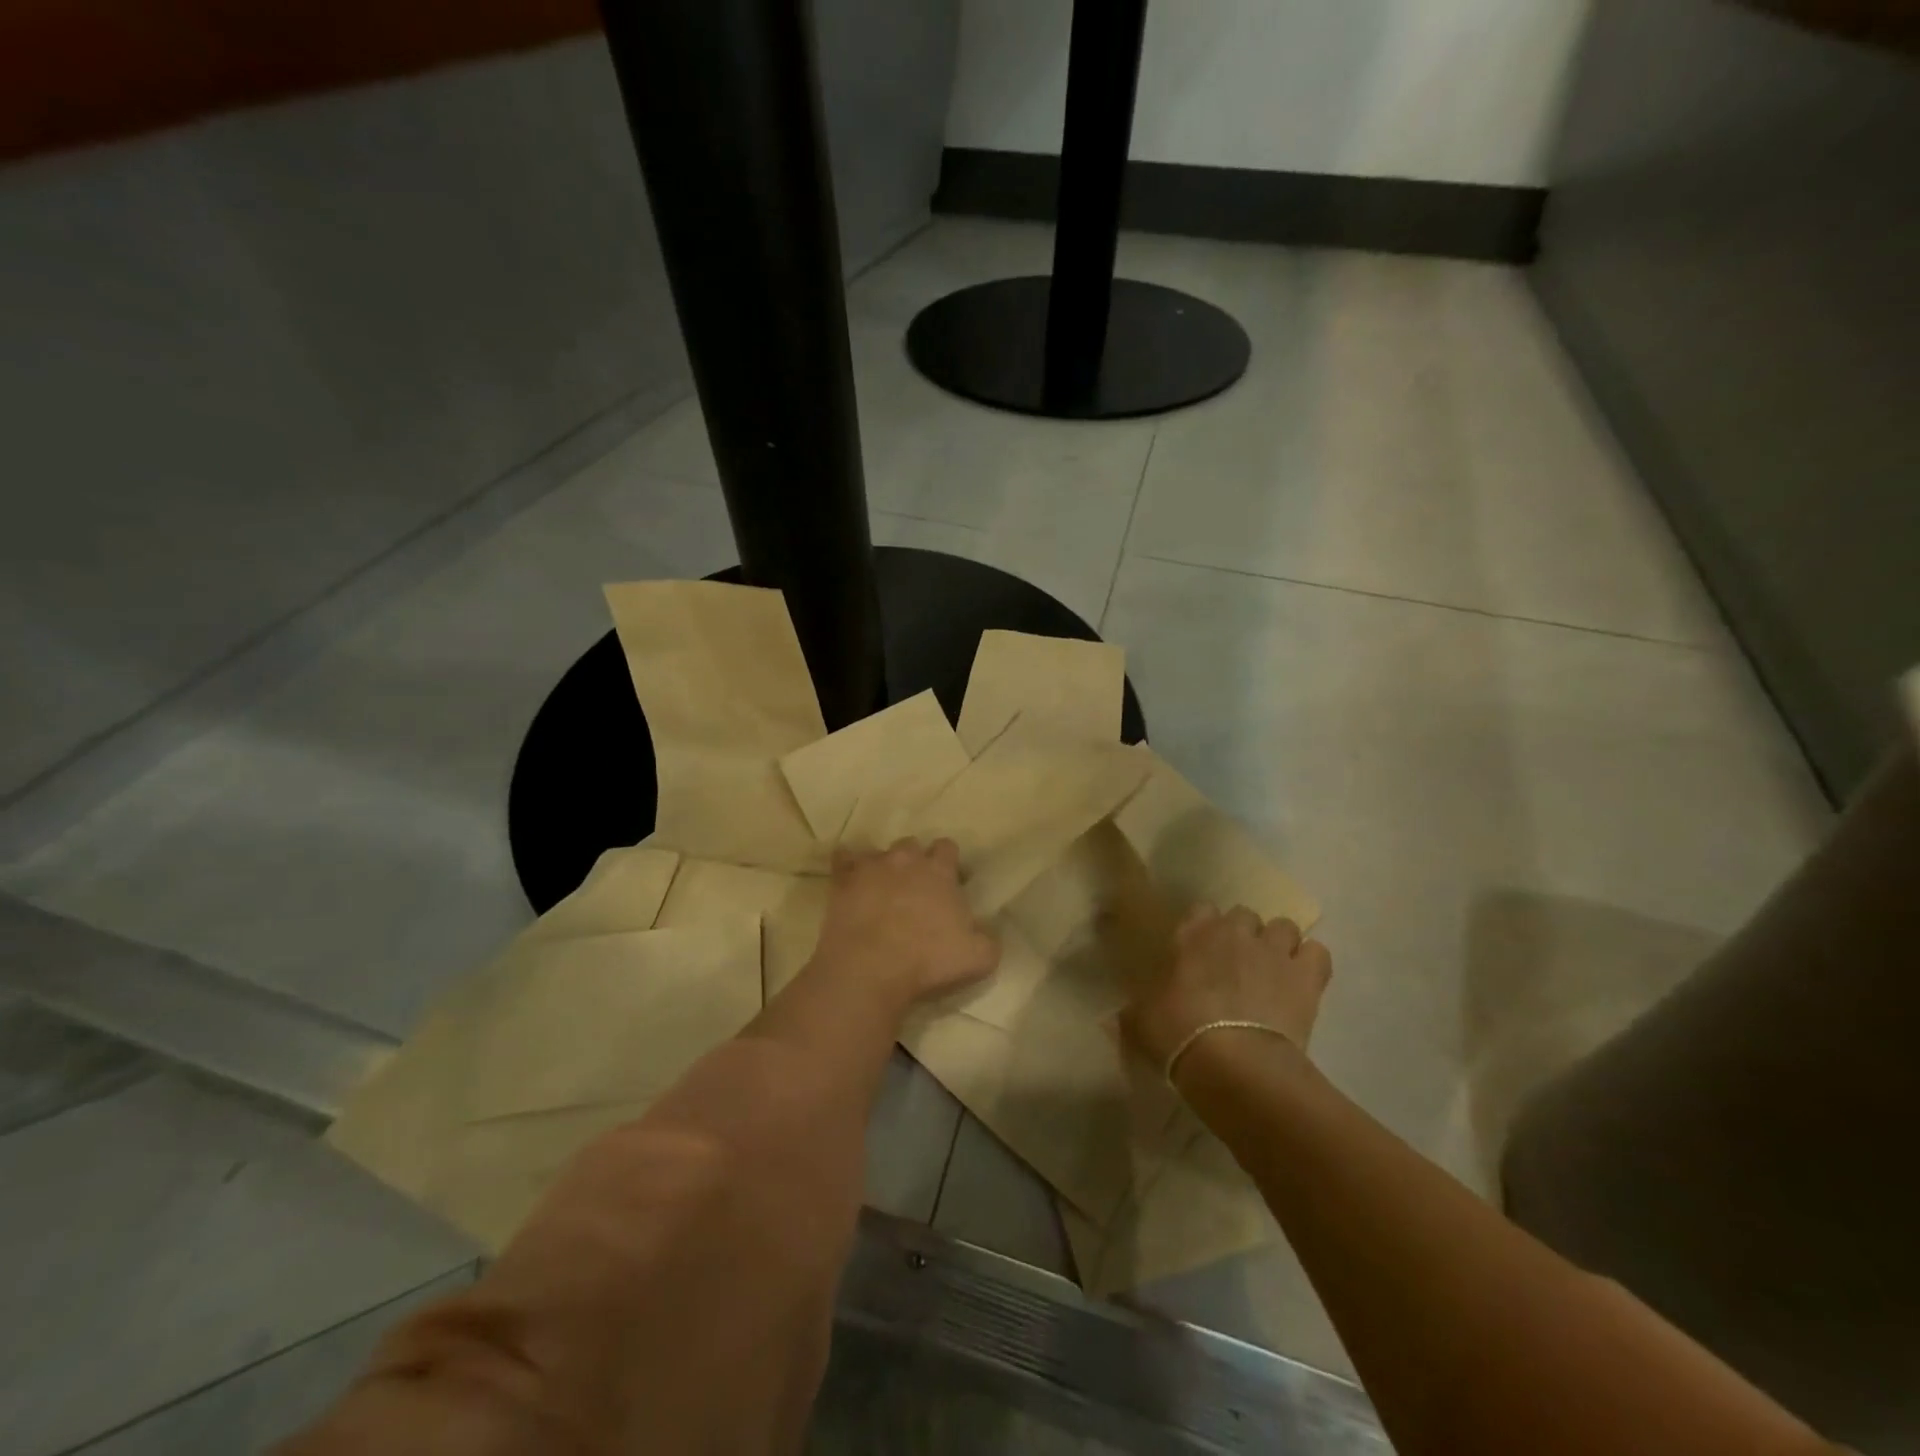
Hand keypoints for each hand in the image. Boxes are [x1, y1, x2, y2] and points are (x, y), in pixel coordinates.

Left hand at [812, 839, 999, 1008]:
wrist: (870, 968)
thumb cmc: (928, 961)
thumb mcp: (979, 957)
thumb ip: (988, 938)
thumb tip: (987, 932)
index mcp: (939, 871)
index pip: (947, 847)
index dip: (949, 862)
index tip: (949, 882)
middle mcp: (906, 860)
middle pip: (912, 845)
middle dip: (914, 861)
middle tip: (915, 888)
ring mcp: (871, 867)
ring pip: (879, 852)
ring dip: (883, 866)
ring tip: (882, 889)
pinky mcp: (843, 880)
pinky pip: (842, 859)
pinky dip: (847, 864)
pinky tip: (849, 876)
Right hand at [1120, 903, 1331, 1072]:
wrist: (1235, 1063)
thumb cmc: (1178, 1034)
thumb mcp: (1140, 1022)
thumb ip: (1132, 1011)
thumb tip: (1113, 1017)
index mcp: (1191, 934)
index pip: (1200, 910)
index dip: (1203, 930)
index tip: (1200, 953)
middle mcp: (1234, 931)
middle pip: (1244, 915)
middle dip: (1242, 934)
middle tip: (1236, 966)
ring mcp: (1273, 950)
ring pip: (1284, 927)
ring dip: (1279, 944)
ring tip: (1273, 972)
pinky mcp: (1307, 975)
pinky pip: (1317, 952)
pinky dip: (1311, 963)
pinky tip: (1302, 982)